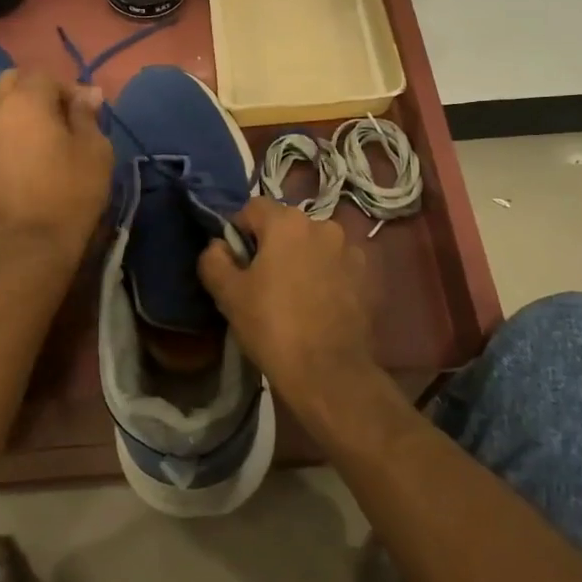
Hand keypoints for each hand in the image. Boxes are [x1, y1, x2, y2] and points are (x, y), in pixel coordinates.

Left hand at [0, 69, 112, 269]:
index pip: (48, 77)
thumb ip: (87, 116)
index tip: (82, 113)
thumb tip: (87, 92)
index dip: (67, 90)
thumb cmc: (71, 195)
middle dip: (33, 92)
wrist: (28, 247)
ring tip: (18, 131)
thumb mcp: (96, 152)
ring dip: (5, 110)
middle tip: (52, 119)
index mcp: (29, 99)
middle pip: (12, 82)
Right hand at [197, 197, 376, 405]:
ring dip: (301, 259)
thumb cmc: (272, 326)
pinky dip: (325, 276)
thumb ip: (214, 259)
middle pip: (285, 225)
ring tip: (293, 296)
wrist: (328, 372)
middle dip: (271, 245)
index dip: (238, 232)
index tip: (235, 264)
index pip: (252, 209)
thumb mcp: (227, 294)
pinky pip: (335, 265)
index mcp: (287, 222)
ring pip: (313, 245)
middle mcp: (323, 225)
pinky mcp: (367, 275)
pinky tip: (317, 305)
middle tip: (260, 283)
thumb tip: (218, 246)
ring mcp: (350, 250)